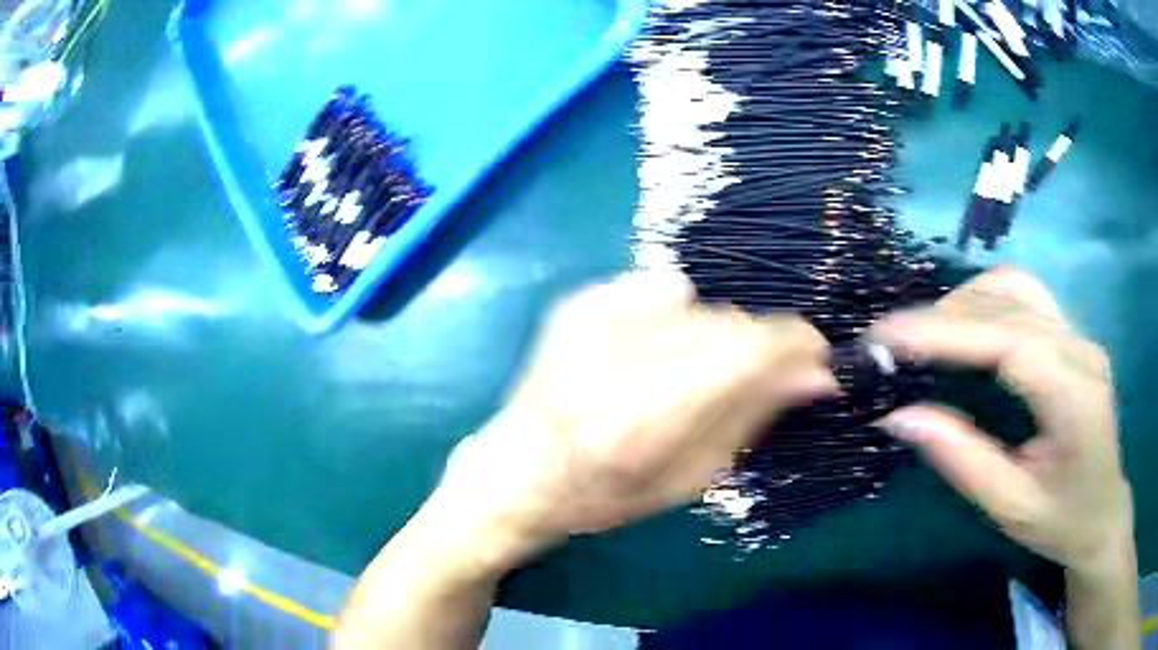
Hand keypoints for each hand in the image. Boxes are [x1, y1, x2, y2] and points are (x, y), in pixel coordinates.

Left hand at [432, 271, 837, 571]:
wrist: (519, 468)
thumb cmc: (604, 494)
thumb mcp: (688, 479)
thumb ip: (753, 418)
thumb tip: (816, 373)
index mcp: (648, 415)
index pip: (750, 349)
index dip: (797, 345)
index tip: (815, 356)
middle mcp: (621, 352)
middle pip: (729, 321)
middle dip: (755, 348)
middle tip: (746, 378)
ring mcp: (594, 314)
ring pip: (700, 302)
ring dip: (711, 334)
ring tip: (679, 373)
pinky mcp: (580, 298)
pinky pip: (660, 288)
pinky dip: (673, 316)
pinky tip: (646, 351)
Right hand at [870, 268, 1138, 648]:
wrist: (1102, 514)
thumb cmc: (1060, 522)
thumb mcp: (1009, 507)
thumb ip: (960, 459)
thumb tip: (899, 417)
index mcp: (1074, 395)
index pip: (1008, 339)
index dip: (946, 331)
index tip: (886, 337)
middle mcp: (1080, 349)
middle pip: (1010, 301)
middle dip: (946, 315)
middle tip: (894, 346)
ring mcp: (1079, 336)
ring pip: (1017, 287)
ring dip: (965, 302)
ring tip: (927, 337)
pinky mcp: (1073, 337)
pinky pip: (1025, 298)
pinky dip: (986, 303)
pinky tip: (967, 330)